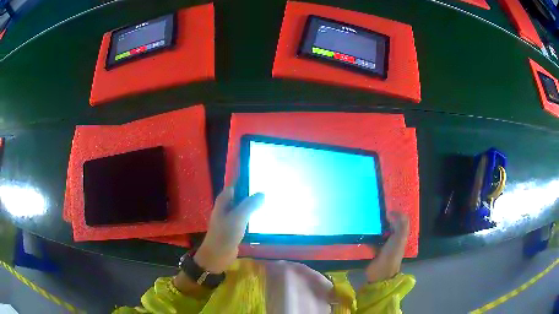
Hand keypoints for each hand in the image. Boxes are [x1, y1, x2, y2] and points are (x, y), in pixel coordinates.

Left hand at [194, 187, 264, 273]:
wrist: (217, 256)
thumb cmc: (224, 234)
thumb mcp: (238, 218)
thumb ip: (249, 205)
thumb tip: (262, 193)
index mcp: (223, 201)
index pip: (235, 185)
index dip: (246, 180)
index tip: (261, 176)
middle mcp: (226, 207)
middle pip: (240, 196)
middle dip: (252, 193)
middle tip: (270, 188)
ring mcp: (231, 218)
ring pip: (243, 207)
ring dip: (254, 205)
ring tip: (270, 200)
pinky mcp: (235, 228)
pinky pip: (245, 218)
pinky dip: (253, 216)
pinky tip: (264, 216)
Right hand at [365, 211, 409, 282]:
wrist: (380, 273)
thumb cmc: (391, 254)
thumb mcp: (399, 238)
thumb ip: (400, 224)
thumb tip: (391, 212)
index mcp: (401, 235)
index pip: (400, 220)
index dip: (395, 212)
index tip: (385, 205)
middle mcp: (393, 239)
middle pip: (390, 225)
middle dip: (383, 218)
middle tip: (373, 210)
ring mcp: (383, 245)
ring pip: (380, 231)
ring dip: (375, 226)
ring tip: (366, 218)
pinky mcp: (374, 250)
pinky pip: (371, 239)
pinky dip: (367, 235)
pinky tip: (361, 231)